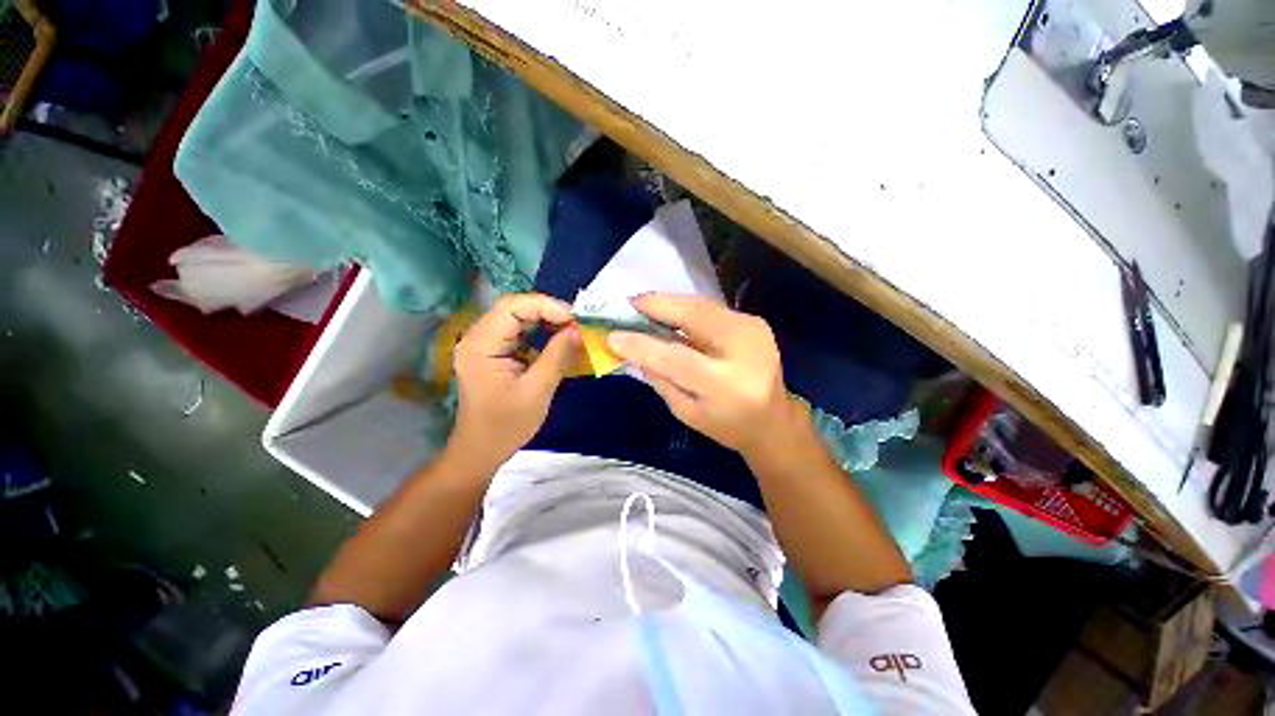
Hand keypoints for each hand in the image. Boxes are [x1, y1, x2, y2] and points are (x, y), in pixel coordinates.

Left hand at [451, 294, 580, 464]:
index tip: (574, 319)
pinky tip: (558, 340)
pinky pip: (519, 332)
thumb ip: (557, 355)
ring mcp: (485, 344)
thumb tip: (577, 329)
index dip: (545, 305)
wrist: (482, 450)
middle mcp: (478, 337)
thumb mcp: (538, 390)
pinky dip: (541, 332)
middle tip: (577, 324)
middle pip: (515, 308)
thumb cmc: (506, 425)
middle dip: (549, 312)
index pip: (512, 306)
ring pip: (519, 318)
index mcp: (482, 344)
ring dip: (547, 321)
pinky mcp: (494, 352)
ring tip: (572, 330)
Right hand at [606, 294, 801, 456]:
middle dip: (656, 307)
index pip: (677, 358)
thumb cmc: (726, 425)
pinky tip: (666, 310)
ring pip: (700, 305)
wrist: (773, 419)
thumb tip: (631, 349)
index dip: (643, 345)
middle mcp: (744, 350)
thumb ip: (659, 379)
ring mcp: (753, 330)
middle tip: (626, 304)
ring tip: (641, 304)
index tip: (613, 336)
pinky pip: (710, 308)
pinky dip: (684, 306)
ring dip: (668, 302)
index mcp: (727, 385)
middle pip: (693, 318)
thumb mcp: (686, 412)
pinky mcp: (754, 321)